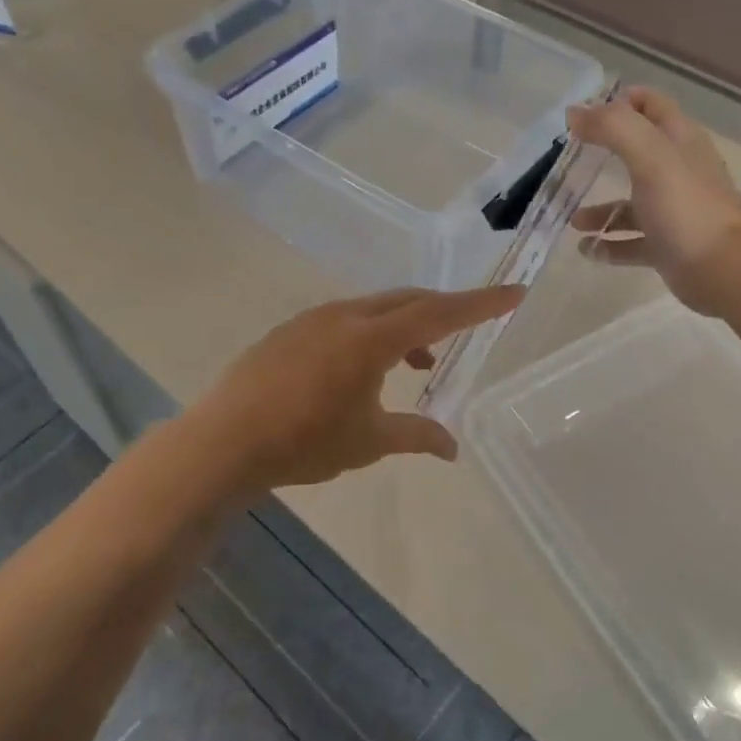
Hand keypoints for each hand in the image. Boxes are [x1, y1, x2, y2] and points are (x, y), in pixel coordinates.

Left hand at [188, 285, 525, 492]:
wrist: (225, 440)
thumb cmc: (304, 442)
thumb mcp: (369, 442)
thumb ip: (416, 436)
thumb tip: (452, 448)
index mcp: (372, 338)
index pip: (440, 313)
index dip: (481, 304)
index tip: (515, 292)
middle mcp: (346, 316)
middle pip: (408, 300)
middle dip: (443, 311)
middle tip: (468, 328)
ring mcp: (313, 319)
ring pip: (375, 308)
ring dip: (404, 327)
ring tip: (416, 363)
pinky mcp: (291, 331)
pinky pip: (346, 320)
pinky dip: (371, 333)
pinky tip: (364, 368)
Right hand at [567, 86, 740, 316]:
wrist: (724, 270)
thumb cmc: (686, 207)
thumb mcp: (650, 157)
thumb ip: (613, 128)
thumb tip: (575, 113)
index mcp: (679, 141)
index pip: (650, 105)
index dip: (619, 102)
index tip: (583, 115)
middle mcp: (678, 171)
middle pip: (637, 153)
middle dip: (602, 155)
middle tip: (568, 162)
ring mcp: (674, 211)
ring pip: (631, 204)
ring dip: (601, 210)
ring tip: (573, 220)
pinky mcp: (668, 246)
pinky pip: (631, 242)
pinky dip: (609, 245)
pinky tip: (587, 250)